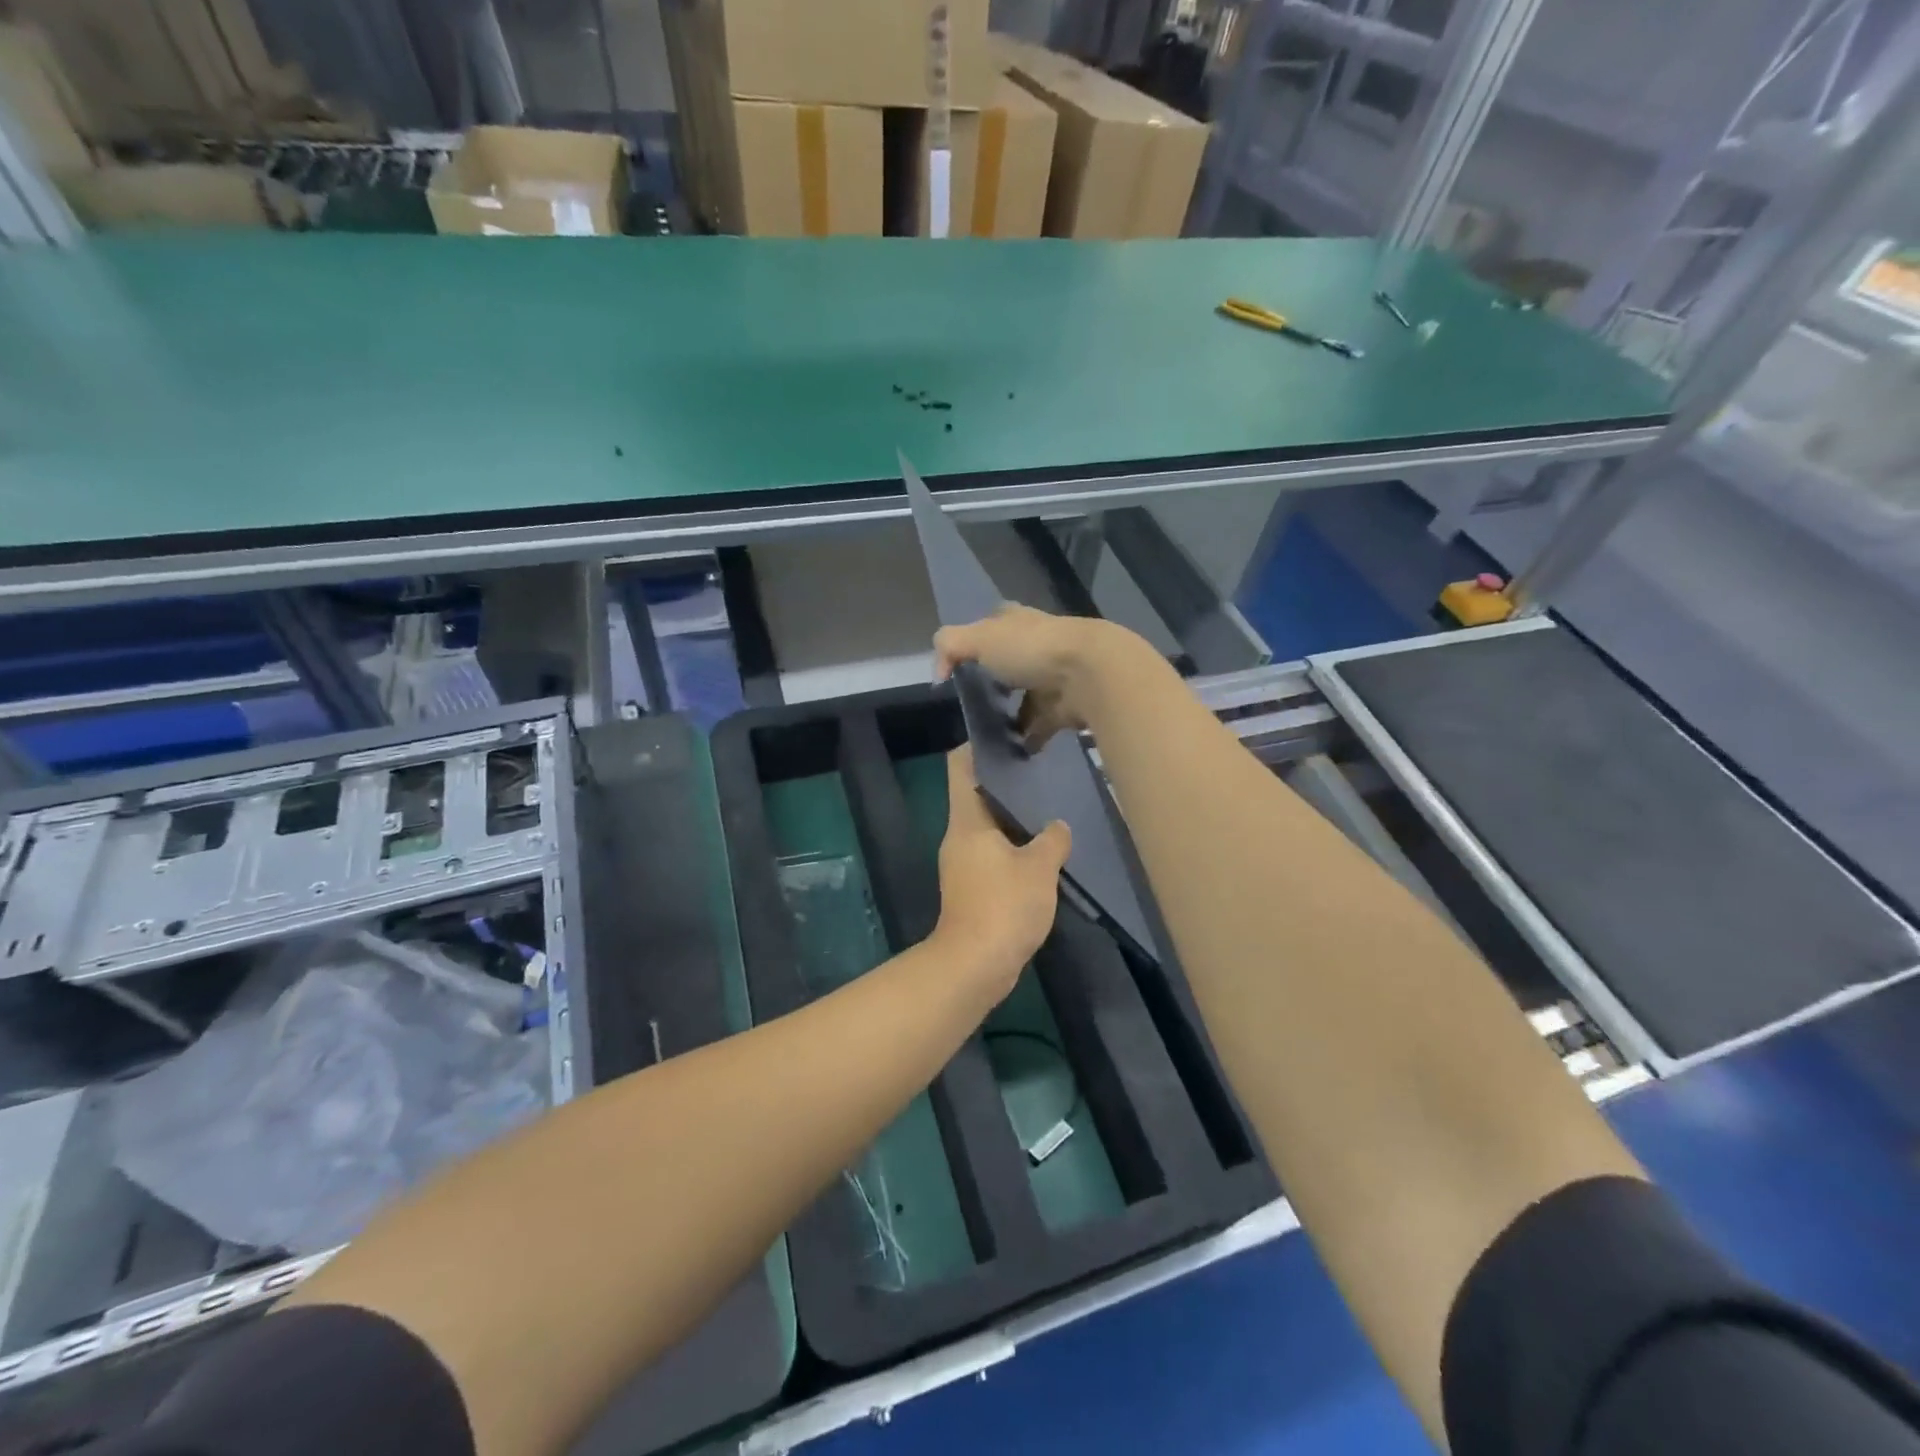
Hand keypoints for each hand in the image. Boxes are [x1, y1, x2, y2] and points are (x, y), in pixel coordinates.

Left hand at [931, 745, 1070, 995]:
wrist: (975, 965)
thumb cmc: (1003, 905)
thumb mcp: (1039, 868)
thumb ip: (1052, 840)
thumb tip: (1058, 826)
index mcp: (966, 820)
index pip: (960, 767)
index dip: (977, 746)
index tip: (1007, 737)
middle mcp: (958, 836)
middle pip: (977, 796)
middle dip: (1007, 784)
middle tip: (1042, 772)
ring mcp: (962, 864)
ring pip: (988, 828)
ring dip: (1014, 819)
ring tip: (1049, 808)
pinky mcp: (972, 889)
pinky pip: (993, 856)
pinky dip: (1014, 849)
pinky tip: (1044, 851)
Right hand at [933, 606, 1139, 752]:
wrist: (1089, 674)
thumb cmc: (1031, 649)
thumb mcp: (979, 638)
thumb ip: (950, 647)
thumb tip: (940, 674)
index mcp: (1017, 623)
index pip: (993, 626)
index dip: (977, 643)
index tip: (962, 668)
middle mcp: (1037, 647)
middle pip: (1010, 666)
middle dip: (995, 685)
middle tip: (972, 707)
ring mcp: (1053, 679)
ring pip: (1025, 699)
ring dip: (1011, 717)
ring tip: (988, 736)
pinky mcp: (1065, 708)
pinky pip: (1040, 727)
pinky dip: (1028, 740)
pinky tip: (1012, 752)